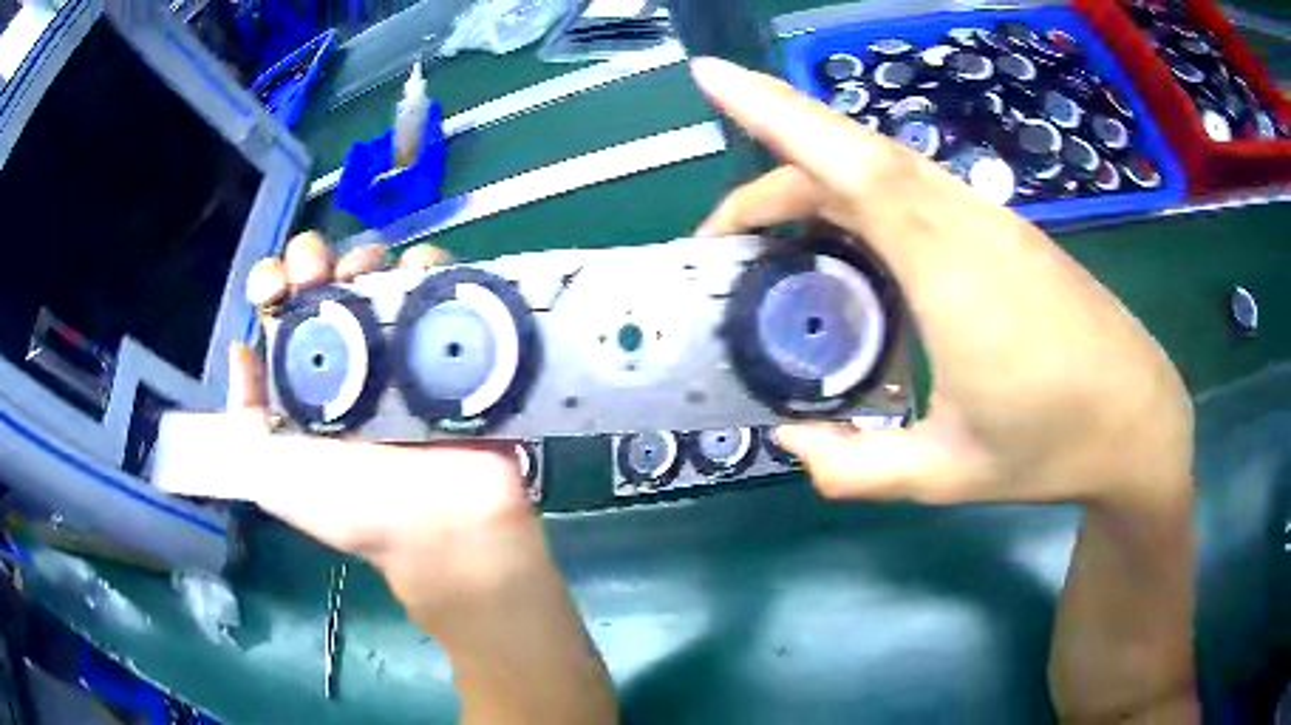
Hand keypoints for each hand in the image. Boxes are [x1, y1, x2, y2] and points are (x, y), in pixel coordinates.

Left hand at [234, 233, 542, 614]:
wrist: (438, 527)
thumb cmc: (352, 506)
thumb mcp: (273, 478)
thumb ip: (245, 421)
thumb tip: (240, 349)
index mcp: (305, 373)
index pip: (280, 307)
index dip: (272, 281)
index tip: (277, 288)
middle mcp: (349, 350)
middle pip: (327, 275)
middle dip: (316, 258)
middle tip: (321, 277)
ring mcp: (401, 342)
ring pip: (379, 268)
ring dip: (368, 254)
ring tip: (367, 272)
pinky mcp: (450, 340)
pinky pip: (440, 283)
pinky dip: (428, 265)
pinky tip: (416, 273)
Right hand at [690, 57, 1192, 509]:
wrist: (1138, 420)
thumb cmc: (1053, 445)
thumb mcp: (947, 475)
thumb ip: (857, 468)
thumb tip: (791, 443)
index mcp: (946, 266)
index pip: (845, 162)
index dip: (772, 109)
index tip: (711, 74)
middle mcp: (963, 220)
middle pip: (849, 158)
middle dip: (771, 174)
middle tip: (723, 239)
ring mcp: (988, 218)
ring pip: (883, 168)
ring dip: (815, 186)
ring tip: (774, 244)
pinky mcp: (1003, 230)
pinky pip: (914, 190)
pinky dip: (860, 201)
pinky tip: (850, 249)